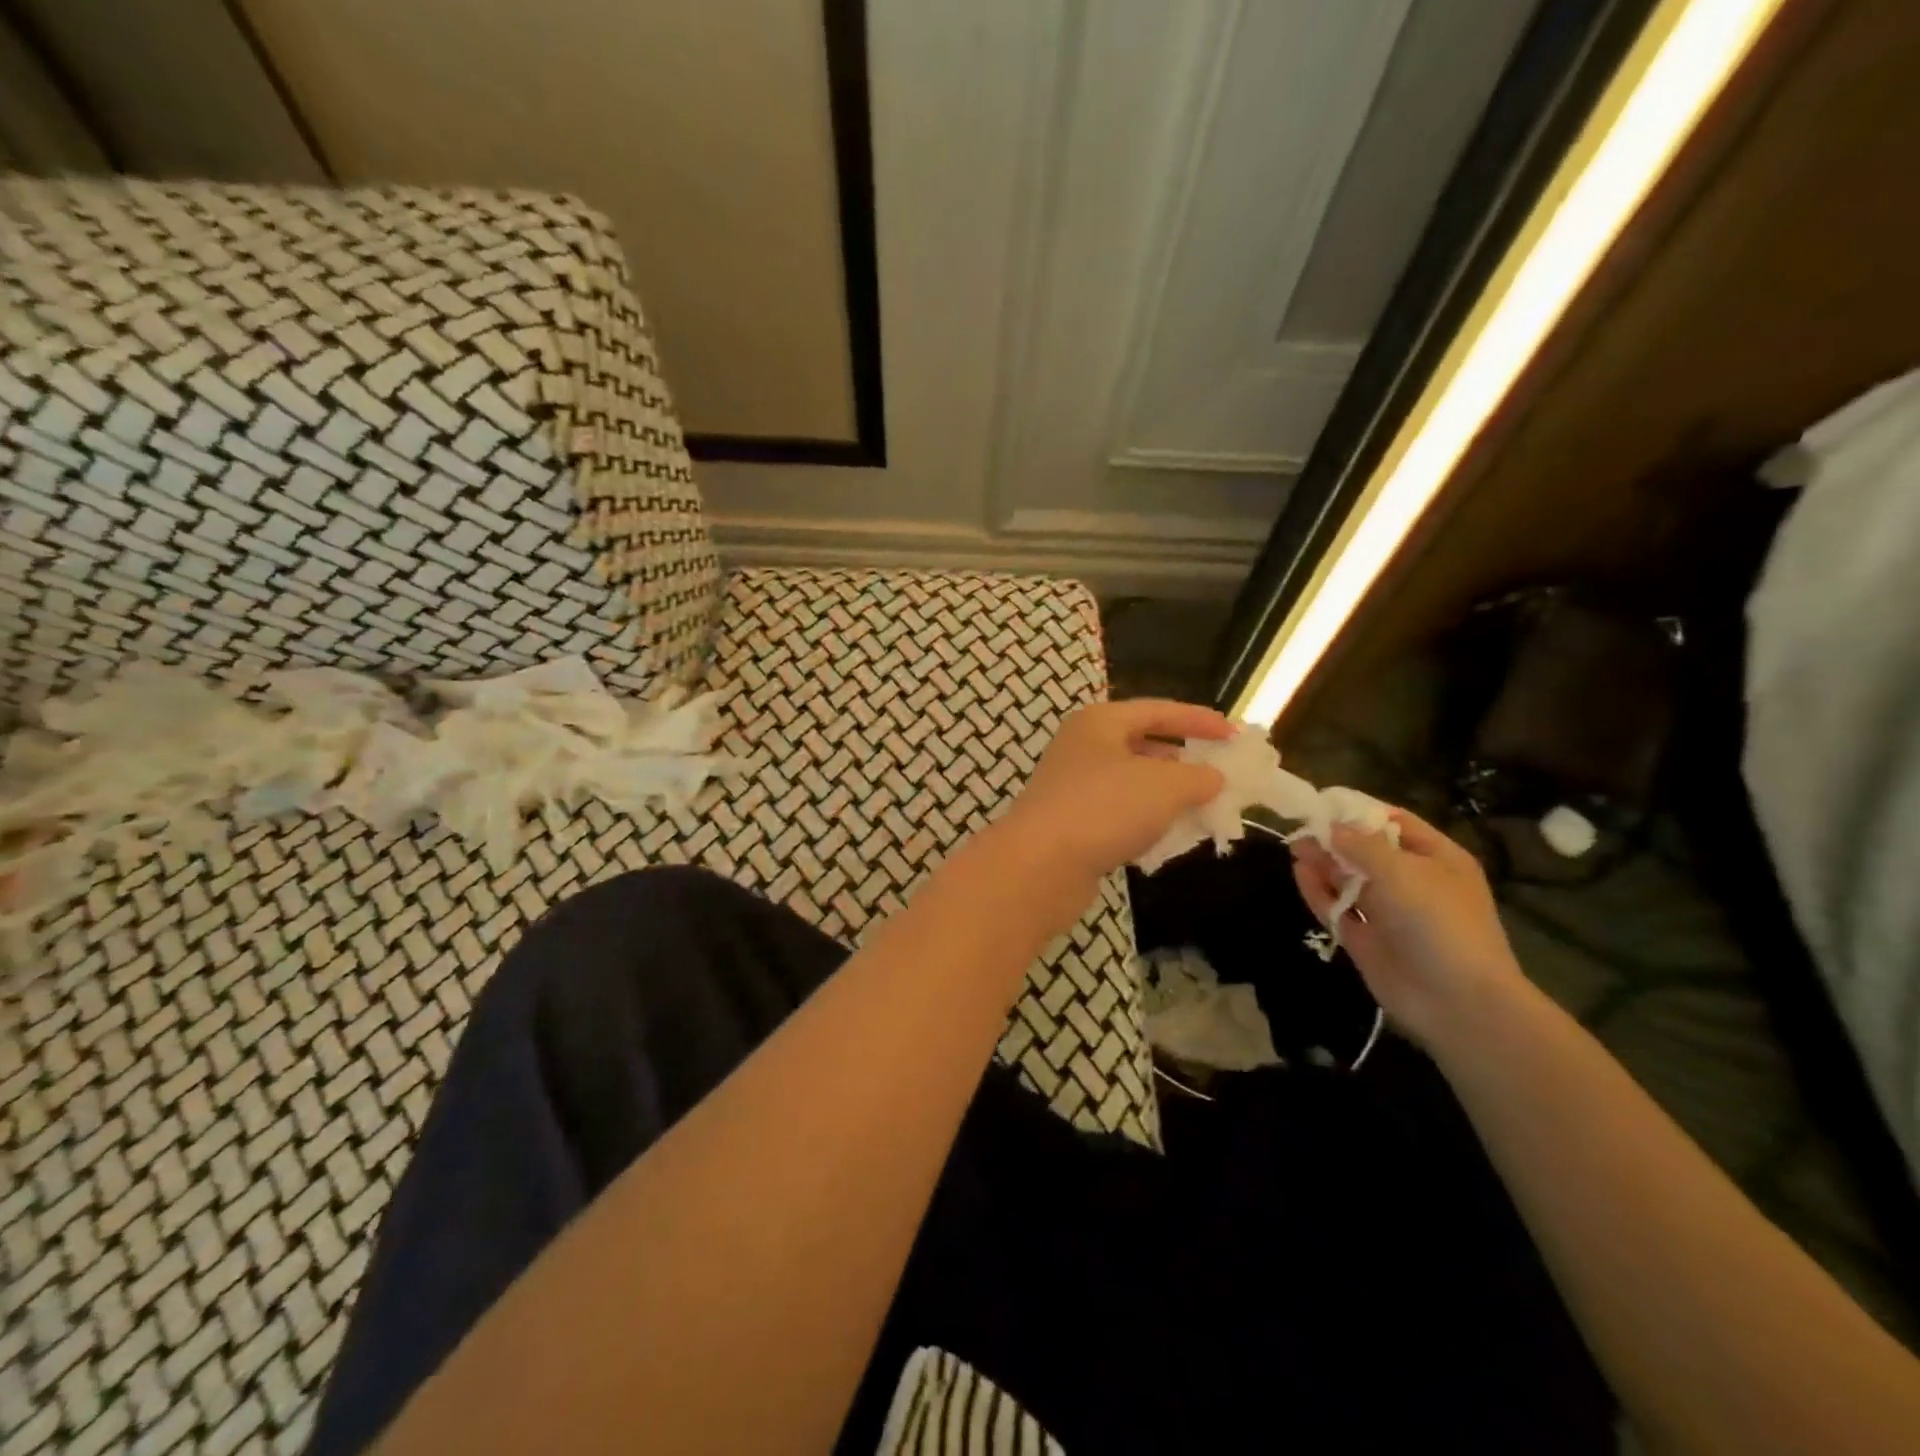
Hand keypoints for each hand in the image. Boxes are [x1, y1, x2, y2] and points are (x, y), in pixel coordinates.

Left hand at [995, 699, 1231, 907]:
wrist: (1039, 866)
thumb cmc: (1104, 808)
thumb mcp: (1165, 786)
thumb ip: (1199, 777)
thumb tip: (1213, 777)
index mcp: (1100, 722)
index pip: (1158, 710)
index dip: (1199, 720)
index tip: (1235, 735)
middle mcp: (1082, 747)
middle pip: (1142, 745)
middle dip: (1183, 761)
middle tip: (1220, 775)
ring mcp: (1072, 787)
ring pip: (1131, 783)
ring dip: (1166, 795)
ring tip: (1203, 809)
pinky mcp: (1071, 823)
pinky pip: (1118, 814)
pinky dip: (1145, 821)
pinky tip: (1168, 839)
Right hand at [1291, 807, 1530, 1045]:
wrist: (1456, 1002)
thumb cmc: (1438, 924)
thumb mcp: (1402, 872)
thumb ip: (1361, 846)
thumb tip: (1331, 827)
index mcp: (1437, 859)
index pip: (1395, 823)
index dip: (1360, 812)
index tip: (1324, 803)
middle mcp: (1413, 882)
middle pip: (1367, 851)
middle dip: (1335, 838)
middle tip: (1300, 827)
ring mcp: (1389, 912)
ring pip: (1349, 879)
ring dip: (1324, 863)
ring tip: (1295, 848)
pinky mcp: (1366, 938)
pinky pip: (1338, 907)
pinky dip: (1318, 891)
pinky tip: (1300, 874)